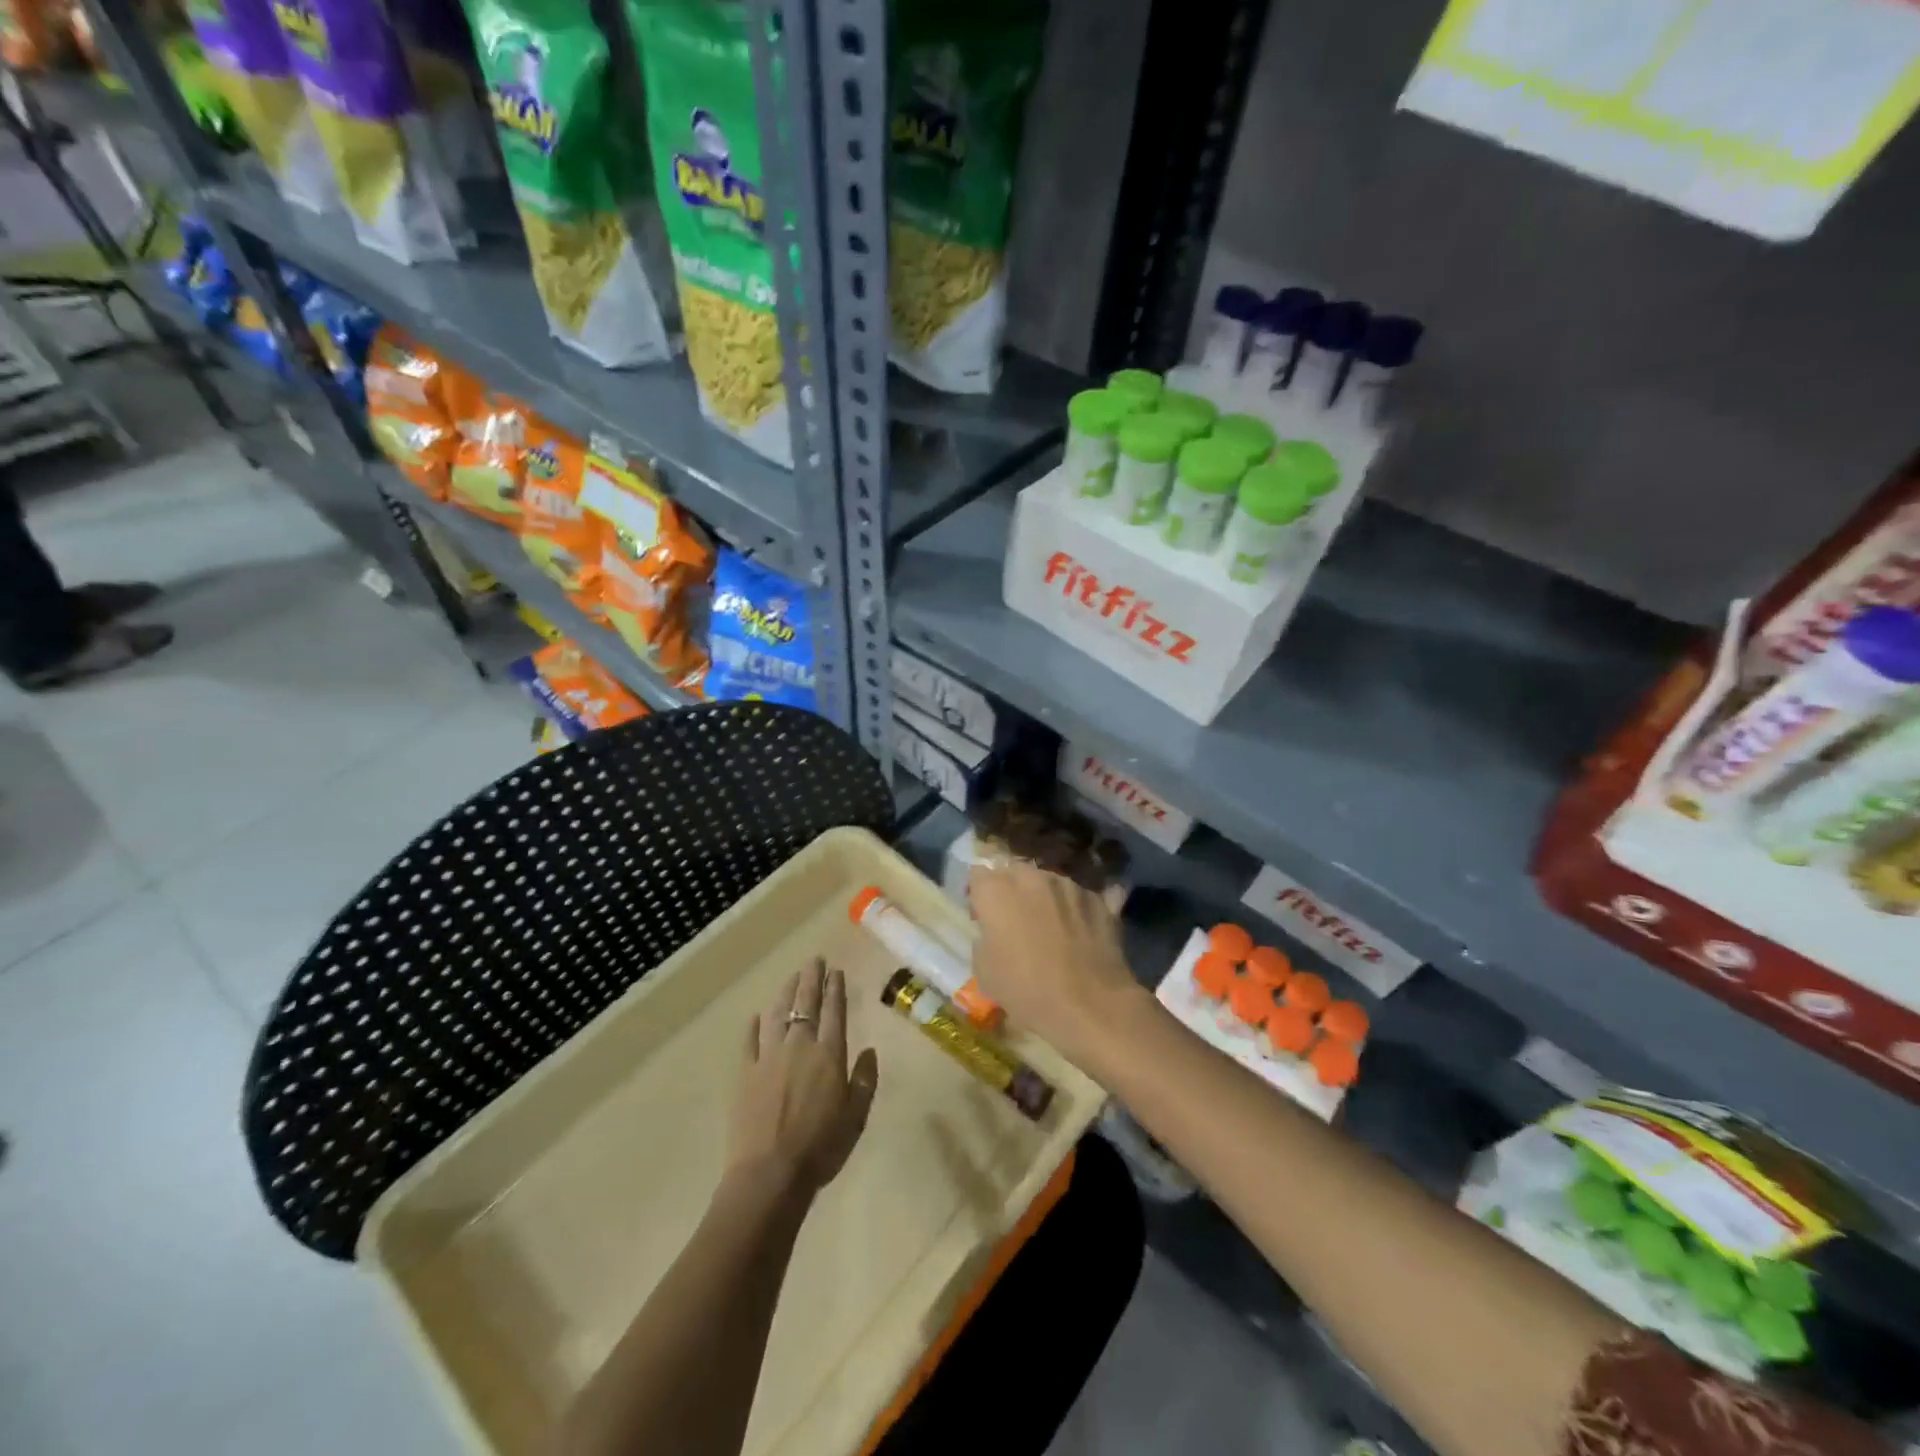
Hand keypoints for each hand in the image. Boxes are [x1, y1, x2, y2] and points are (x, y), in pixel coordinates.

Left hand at [726, 959, 878, 1198]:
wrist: (770, 1175)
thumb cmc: (821, 1148)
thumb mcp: (856, 1117)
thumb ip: (865, 1081)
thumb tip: (870, 1051)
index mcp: (829, 1055)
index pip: (834, 1011)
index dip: (835, 988)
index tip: (835, 971)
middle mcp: (799, 1046)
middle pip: (806, 1004)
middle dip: (811, 979)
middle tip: (814, 960)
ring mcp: (768, 1058)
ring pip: (778, 1015)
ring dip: (785, 993)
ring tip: (791, 978)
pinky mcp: (745, 1074)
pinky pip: (750, 1042)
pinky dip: (754, 1026)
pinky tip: (756, 1016)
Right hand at [968, 860, 1146, 1065]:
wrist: (1090, 1005)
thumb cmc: (1027, 990)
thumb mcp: (984, 971)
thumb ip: (984, 937)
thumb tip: (994, 930)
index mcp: (997, 891)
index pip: (977, 875)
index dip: (978, 895)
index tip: (982, 917)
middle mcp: (1032, 877)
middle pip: (1013, 871)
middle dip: (1010, 889)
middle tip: (1013, 920)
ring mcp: (1068, 885)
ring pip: (1047, 881)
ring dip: (1042, 897)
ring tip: (1049, 926)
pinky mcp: (1097, 899)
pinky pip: (1076, 897)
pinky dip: (1072, 909)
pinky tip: (1077, 932)